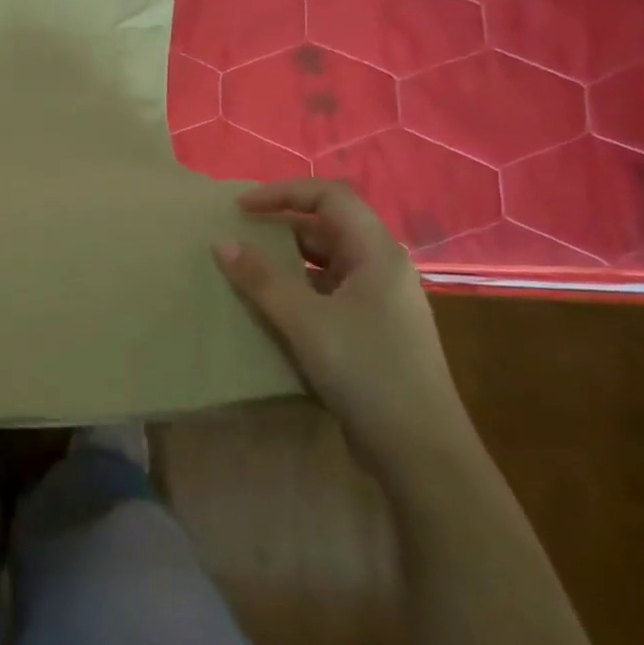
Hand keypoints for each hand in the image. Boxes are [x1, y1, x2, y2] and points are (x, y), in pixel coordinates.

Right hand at [213, 179, 473, 474]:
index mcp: (377, 252)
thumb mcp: (305, 321)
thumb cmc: (366, 371)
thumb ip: (261, 279)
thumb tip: (221, 242)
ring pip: (327, 261)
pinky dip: (298, 289)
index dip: (283, 192)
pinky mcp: (374, 330)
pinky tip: (272, 308)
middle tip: (237, 236)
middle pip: (328, 226)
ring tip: (247, 270)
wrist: (421, 452)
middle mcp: (383, 268)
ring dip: (287, 260)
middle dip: (281, 225)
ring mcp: (381, 301)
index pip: (330, 195)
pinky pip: (329, 292)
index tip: (241, 208)